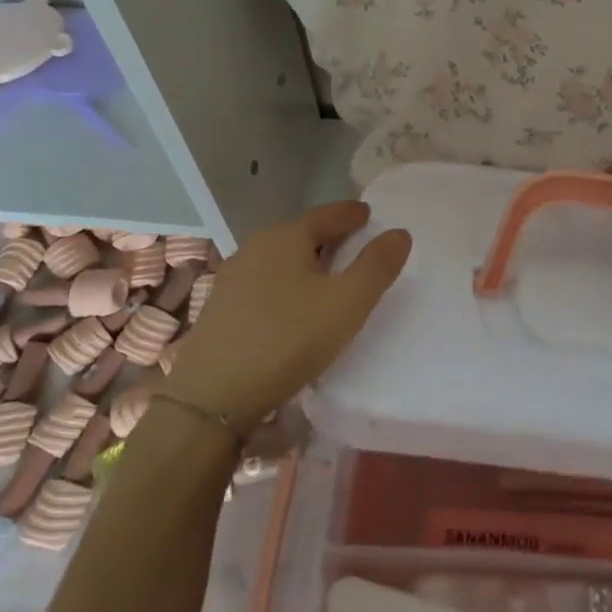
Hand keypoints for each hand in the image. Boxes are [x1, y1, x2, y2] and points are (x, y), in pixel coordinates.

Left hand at [163, 202, 411, 426]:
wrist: (212, 397)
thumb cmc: (288, 339)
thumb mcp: (347, 303)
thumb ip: (377, 266)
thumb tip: (399, 233)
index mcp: (286, 237)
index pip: (327, 214)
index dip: (351, 214)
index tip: (369, 215)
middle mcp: (255, 248)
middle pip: (301, 233)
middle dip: (329, 236)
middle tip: (355, 244)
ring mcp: (232, 278)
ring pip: (280, 259)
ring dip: (305, 261)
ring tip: (327, 275)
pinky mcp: (220, 309)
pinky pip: (264, 282)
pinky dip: (286, 283)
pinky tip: (293, 305)